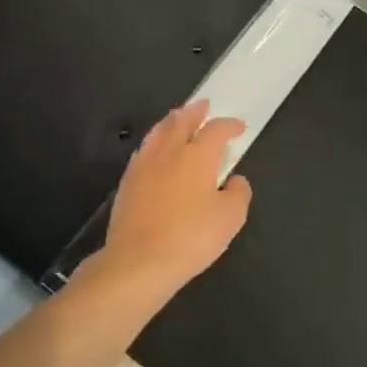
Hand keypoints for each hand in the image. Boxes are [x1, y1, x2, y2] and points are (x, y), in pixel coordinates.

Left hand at [93, 99, 251, 305]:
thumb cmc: (191, 237)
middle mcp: (169, 152)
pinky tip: (154, 150)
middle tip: (202, 105)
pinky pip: (143, 151)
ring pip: (158, 133)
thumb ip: (238, 193)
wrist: (138, 262)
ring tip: (176, 118)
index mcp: (197, 156)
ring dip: (171, 121)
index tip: (238, 127)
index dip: (229, 125)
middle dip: (194, 112)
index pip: (216, 130)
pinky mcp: (127, 184)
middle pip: (181, 122)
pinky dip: (154, 142)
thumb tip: (234, 180)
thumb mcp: (230, 218)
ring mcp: (144, 166)